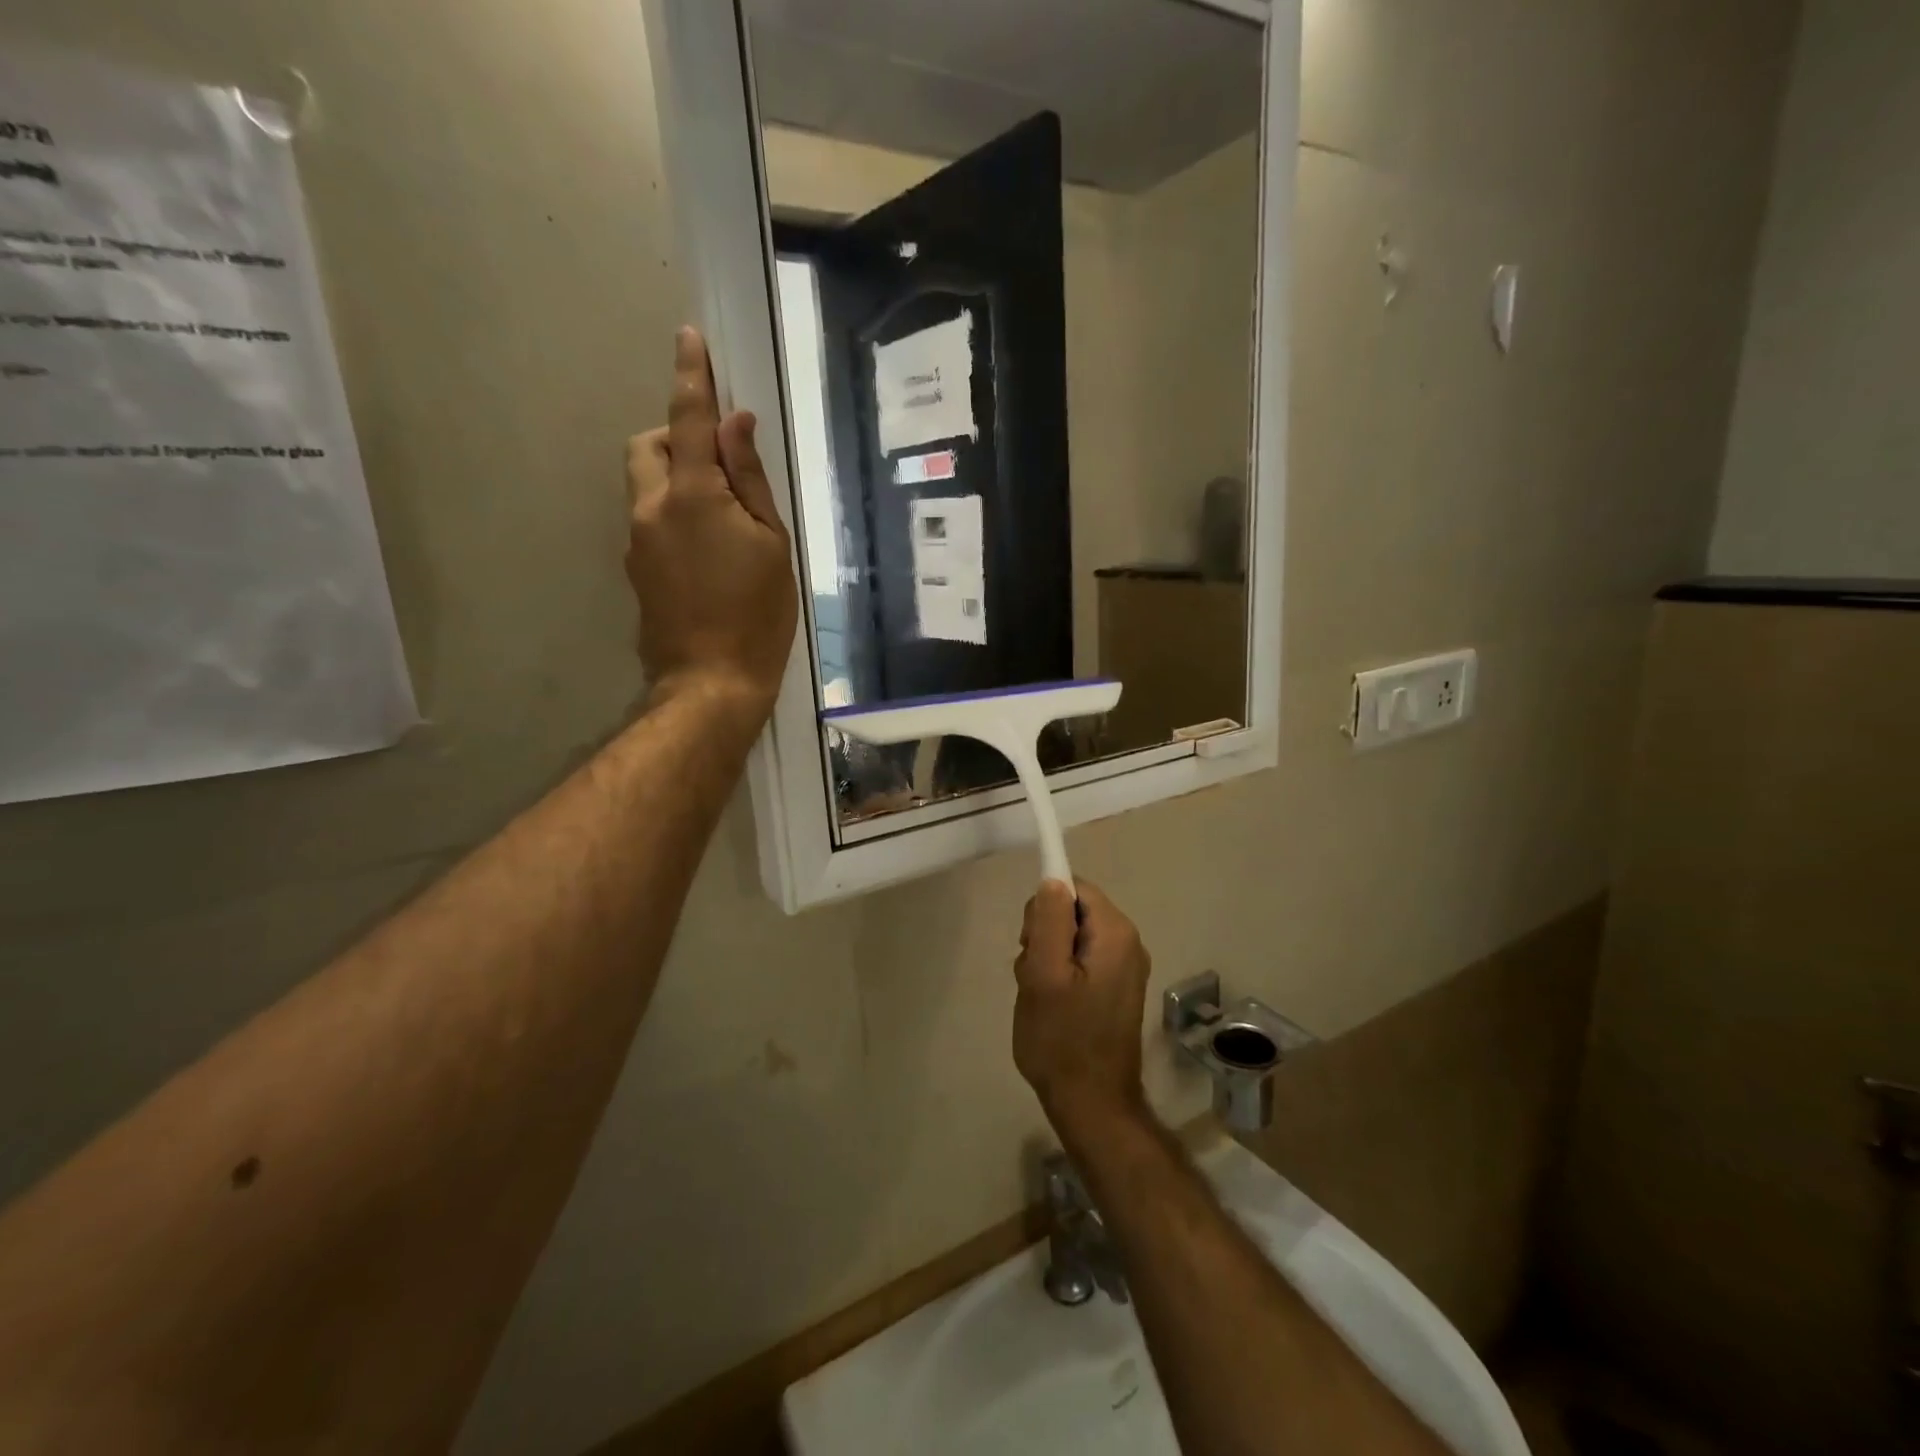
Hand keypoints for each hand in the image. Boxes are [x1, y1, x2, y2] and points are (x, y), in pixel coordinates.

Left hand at [627, 327, 798, 721]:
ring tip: (721, 519)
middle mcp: (652, 507)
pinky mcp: (637, 569)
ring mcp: (637, 541)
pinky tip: (708, 554)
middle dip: (676, 437)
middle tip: (718, 463)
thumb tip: (736, 424)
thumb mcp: (772, 544)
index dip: (692, 376)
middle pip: (647, 445)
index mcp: (692, 494)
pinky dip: (674, 514)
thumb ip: (749, 479)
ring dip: (675, 478)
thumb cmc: (756, 614)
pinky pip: (650, 520)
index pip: (689, 419)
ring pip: (645, 484)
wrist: (710, 682)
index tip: (689, 337)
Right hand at [1014, 880, 1151, 1138]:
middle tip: (1035, 977)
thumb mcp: (1044, 975)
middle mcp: (1128, 942)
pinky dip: (1061, 976)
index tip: (1031, 945)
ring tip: (1041, 996)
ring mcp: (1125, 967)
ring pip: (1072, 938)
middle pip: (1073, 911)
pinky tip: (1053, 1006)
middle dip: (1044, 935)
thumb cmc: (1062, 1038)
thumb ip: (1048, 920)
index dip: (1044, 910)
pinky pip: (1081, 961)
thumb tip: (1052, 879)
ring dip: (1048, 958)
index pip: (1073, 888)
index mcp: (1116, 932)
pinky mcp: (1117, 988)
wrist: (1092, 1104)